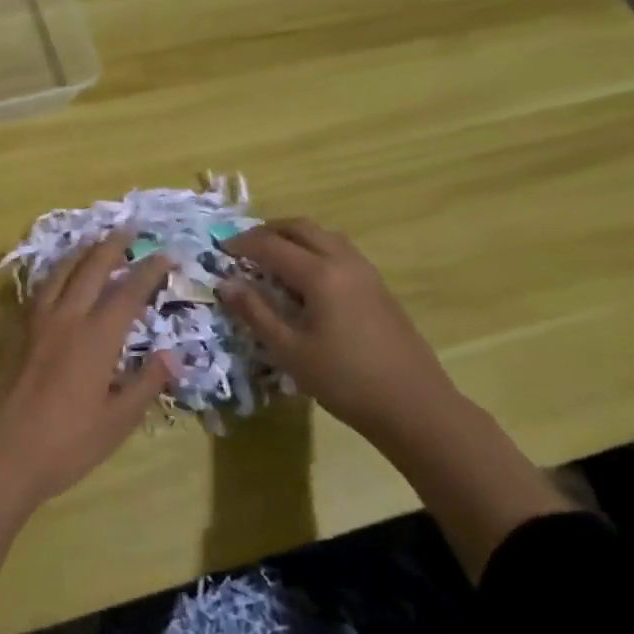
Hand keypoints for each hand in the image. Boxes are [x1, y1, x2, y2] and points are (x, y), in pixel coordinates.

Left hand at [0, 237, 172, 587]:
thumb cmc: (64, 444)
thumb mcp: (116, 423)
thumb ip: (146, 384)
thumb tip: (173, 355)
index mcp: (97, 337)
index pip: (129, 291)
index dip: (149, 270)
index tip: (166, 255)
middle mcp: (67, 317)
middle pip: (92, 268)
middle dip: (113, 245)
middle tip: (129, 229)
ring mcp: (37, 320)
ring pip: (62, 271)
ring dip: (82, 251)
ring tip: (95, 241)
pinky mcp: (16, 330)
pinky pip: (41, 287)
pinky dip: (57, 271)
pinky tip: (59, 276)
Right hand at [218, 218, 457, 450]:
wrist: (414, 406)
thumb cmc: (345, 381)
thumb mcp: (290, 351)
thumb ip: (256, 313)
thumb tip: (226, 284)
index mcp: (320, 274)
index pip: (272, 246)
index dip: (242, 244)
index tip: (220, 250)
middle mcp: (343, 261)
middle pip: (301, 227)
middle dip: (268, 231)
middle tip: (244, 247)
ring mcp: (366, 271)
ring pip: (323, 235)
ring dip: (294, 237)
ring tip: (272, 258)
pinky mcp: (378, 286)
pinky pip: (339, 250)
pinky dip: (314, 249)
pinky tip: (306, 279)